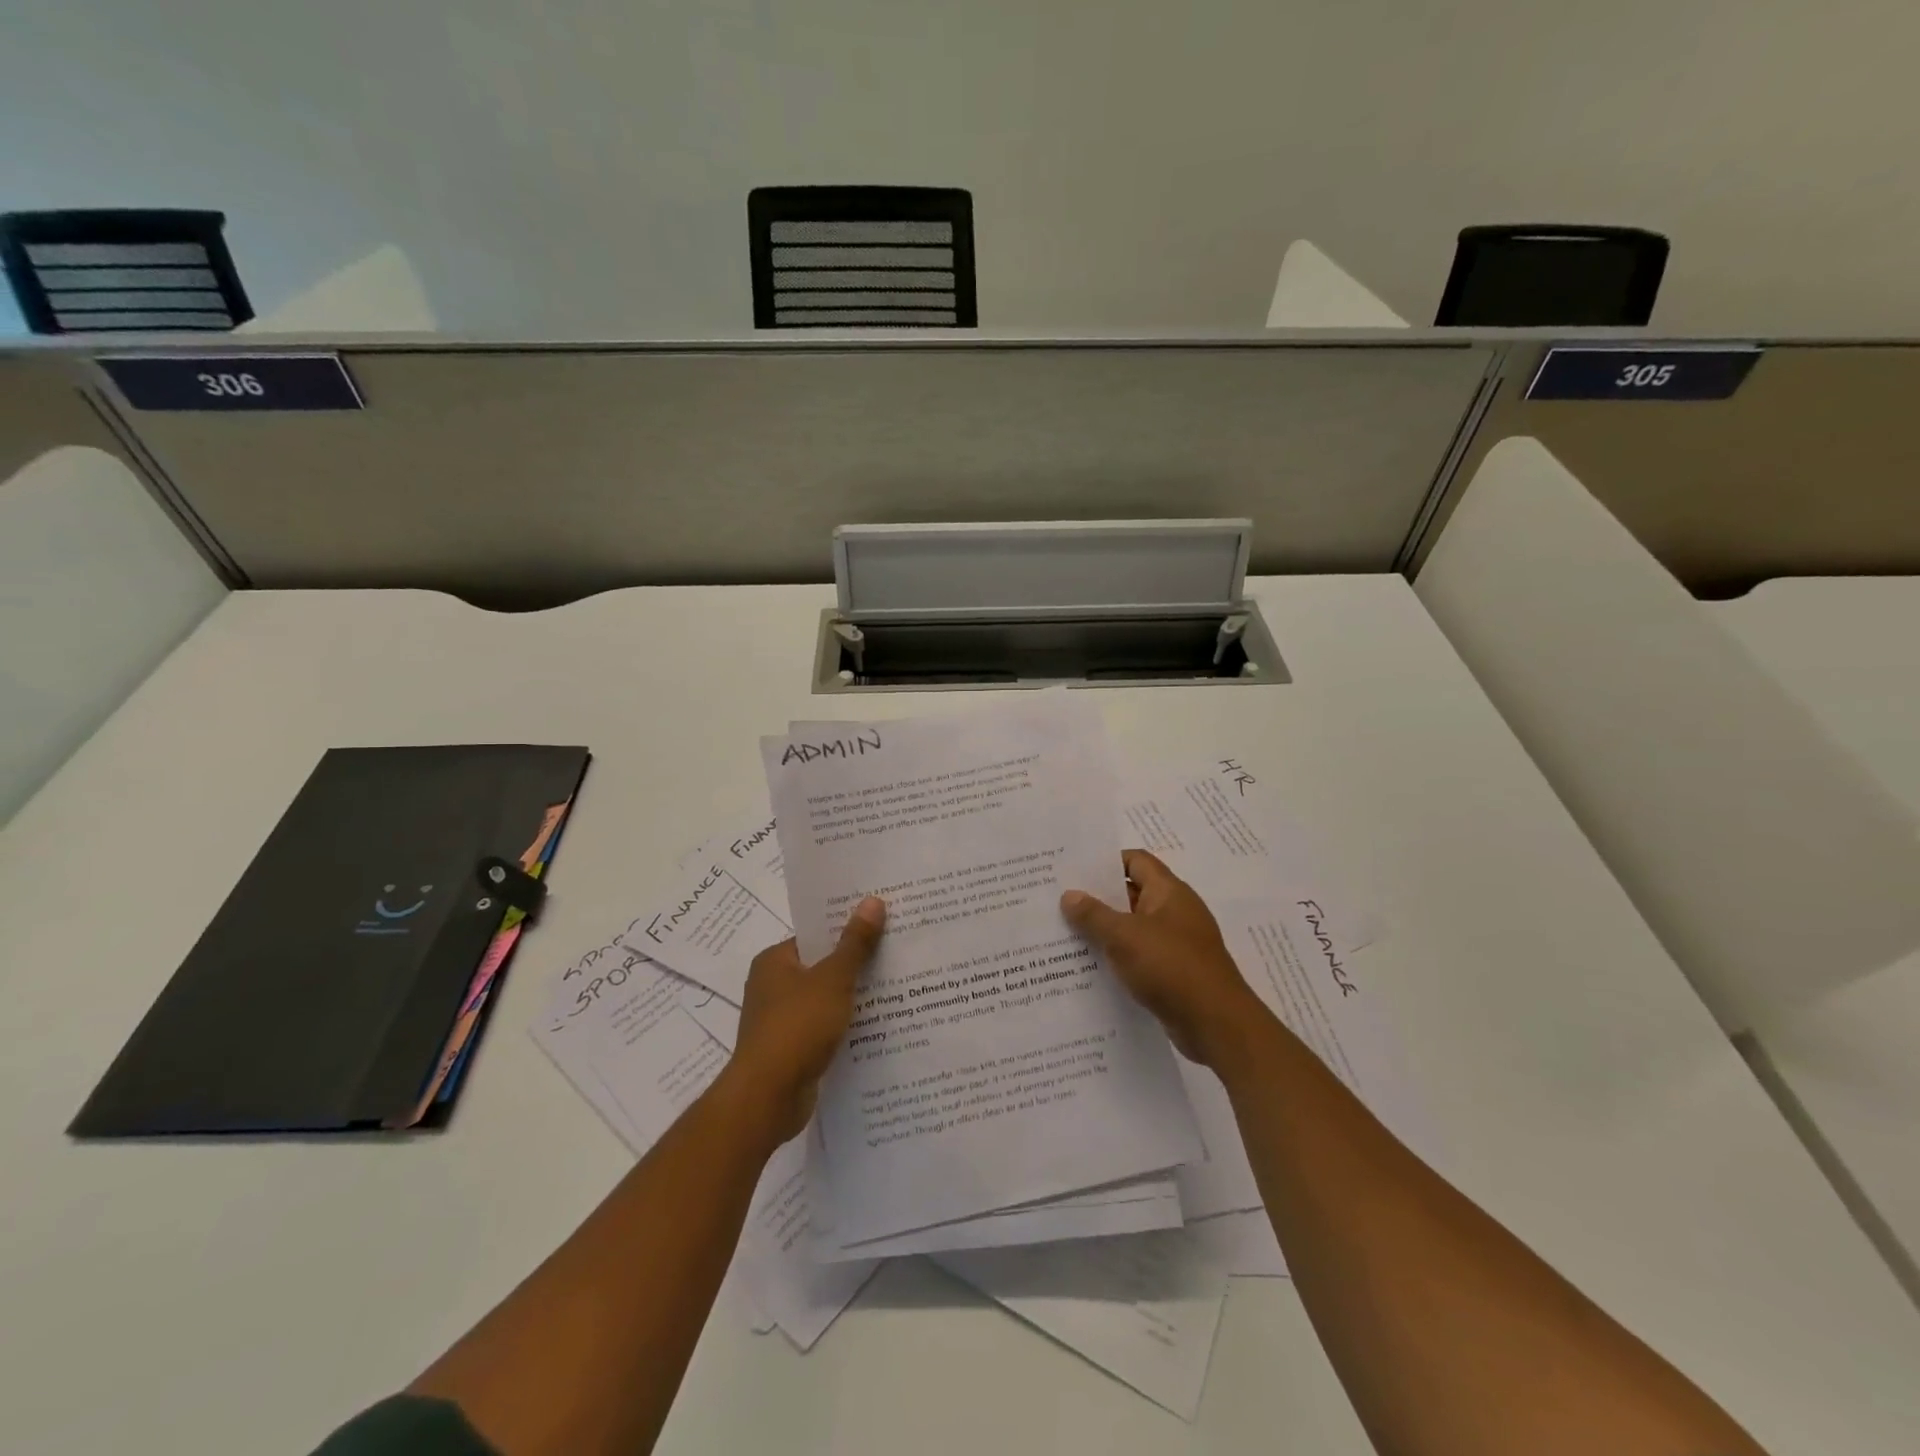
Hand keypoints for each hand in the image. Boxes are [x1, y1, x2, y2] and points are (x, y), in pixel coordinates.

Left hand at [719, 897, 885, 1144]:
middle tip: (896, 951)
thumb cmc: (797, 1027)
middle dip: (855, 963)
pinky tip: (877, 1024)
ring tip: (896, 986)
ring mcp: (780, 1020)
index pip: (815, 935)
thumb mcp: (833, 980)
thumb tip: (873, 901)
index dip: (847, 928)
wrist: (767, 1098)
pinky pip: (824, 1027)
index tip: (882, 924)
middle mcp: (773, 986)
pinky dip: (845, 1025)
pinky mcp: (791, 1049)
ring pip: (825, 999)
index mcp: (775, 961)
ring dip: (853, 997)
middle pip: (822, 966)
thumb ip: (855, 943)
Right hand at [1061, 849, 1266, 1069]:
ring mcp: (1176, 943)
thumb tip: (1069, 895)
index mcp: (1168, 892)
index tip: (1073, 871)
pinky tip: (1090, 967)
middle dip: (1097, 898)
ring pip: (1133, 928)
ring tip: (1066, 934)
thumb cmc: (1171, 967)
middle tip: (1059, 901)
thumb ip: (1094, 914)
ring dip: (1105, 931)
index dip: (1105, 862)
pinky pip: (1140, 956)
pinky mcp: (1174, 972)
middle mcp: (1174, 912)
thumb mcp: (1124, 936)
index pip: (1135, 861)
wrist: (1215, 1023)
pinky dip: (1118, 958)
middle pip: (1131, 894)